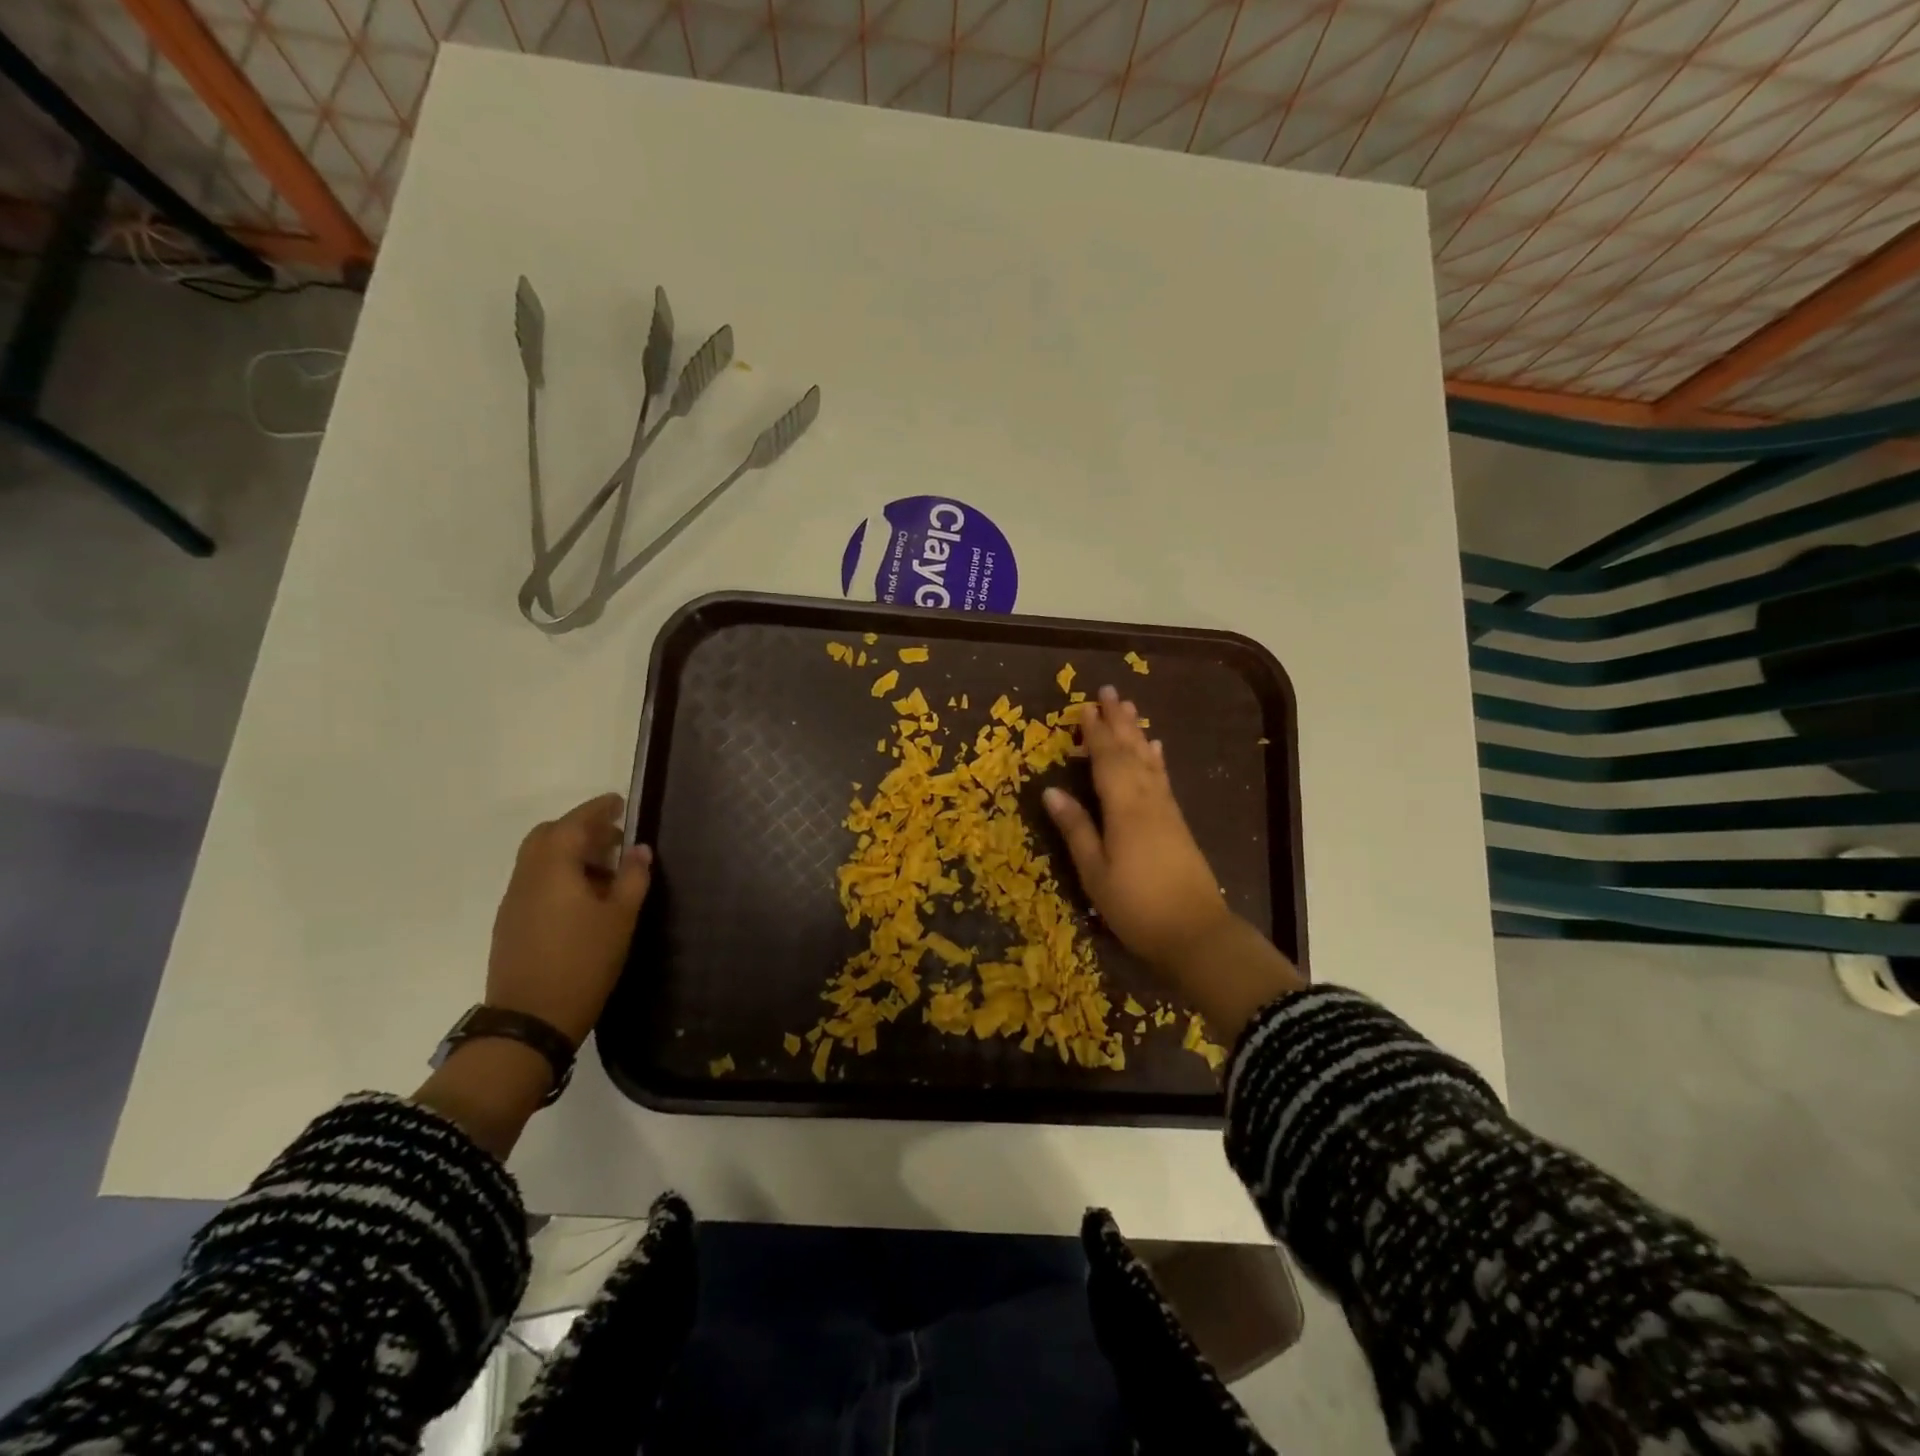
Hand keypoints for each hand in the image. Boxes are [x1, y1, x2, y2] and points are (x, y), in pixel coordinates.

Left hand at [486, 793, 653, 1045]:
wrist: (530, 1020)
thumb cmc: (583, 962)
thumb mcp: (620, 918)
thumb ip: (633, 878)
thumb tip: (639, 849)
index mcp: (554, 868)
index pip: (575, 823)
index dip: (598, 809)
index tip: (620, 803)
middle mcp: (527, 876)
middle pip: (549, 836)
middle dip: (581, 830)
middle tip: (614, 840)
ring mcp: (515, 900)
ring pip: (539, 859)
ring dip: (570, 853)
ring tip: (605, 872)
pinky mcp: (511, 922)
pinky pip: (535, 881)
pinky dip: (559, 875)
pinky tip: (583, 899)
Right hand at [1044, 686, 1302, 1043]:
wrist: (1195, 933)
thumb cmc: (1136, 906)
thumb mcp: (1095, 872)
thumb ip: (1076, 828)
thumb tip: (1050, 791)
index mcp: (1124, 808)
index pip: (1106, 759)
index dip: (1094, 733)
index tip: (1084, 707)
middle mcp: (1148, 799)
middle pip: (1131, 751)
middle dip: (1118, 721)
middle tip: (1109, 692)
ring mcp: (1166, 810)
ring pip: (1149, 761)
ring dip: (1137, 732)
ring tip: (1129, 709)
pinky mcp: (1177, 823)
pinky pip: (1162, 778)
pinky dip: (1155, 759)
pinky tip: (1155, 750)